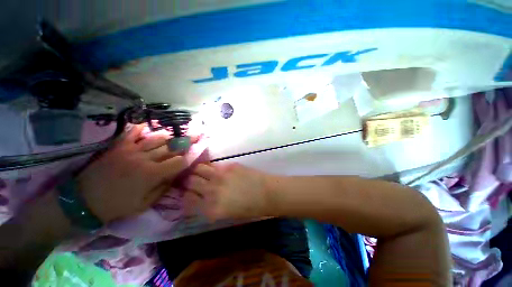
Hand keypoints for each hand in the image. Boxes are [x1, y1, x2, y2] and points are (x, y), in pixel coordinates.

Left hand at [76, 124, 187, 222]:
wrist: (83, 201)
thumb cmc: (117, 206)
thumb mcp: (144, 204)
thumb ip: (163, 188)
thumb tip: (174, 175)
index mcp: (152, 174)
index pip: (178, 162)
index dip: (189, 157)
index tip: (196, 153)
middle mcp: (144, 159)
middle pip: (170, 147)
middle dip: (186, 142)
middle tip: (196, 135)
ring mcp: (131, 150)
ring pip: (156, 138)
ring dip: (169, 136)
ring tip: (178, 133)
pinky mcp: (118, 147)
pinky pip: (132, 133)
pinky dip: (141, 127)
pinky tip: (148, 125)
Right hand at [184, 163, 271, 220]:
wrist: (267, 193)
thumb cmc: (250, 208)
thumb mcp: (226, 214)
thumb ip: (210, 207)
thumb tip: (200, 199)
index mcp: (211, 208)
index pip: (187, 199)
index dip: (186, 195)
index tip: (188, 193)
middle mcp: (212, 191)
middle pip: (190, 181)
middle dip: (189, 181)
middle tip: (193, 181)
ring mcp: (220, 176)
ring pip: (199, 168)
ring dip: (198, 171)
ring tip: (202, 172)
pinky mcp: (229, 166)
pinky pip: (213, 164)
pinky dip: (210, 167)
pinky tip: (214, 169)